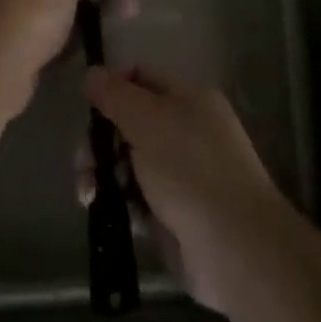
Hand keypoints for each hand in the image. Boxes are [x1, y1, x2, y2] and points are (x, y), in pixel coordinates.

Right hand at [83, 64, 285, 312]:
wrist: (235, 248)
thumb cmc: (190, 171)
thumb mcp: (147, 121)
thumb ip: (115, 95)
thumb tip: (92, 72)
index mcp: (189, 98)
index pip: (140, 77)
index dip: (110, 86)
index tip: (85, 105)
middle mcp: (186, 130)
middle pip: (128, 122)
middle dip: (99, 141)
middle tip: (86, 165)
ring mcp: (181, 173)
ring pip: (128, 162)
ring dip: (103, 175)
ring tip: (90, 196)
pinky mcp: (174, 212)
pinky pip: (137, 197)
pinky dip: (123, 204)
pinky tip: (117, 216)